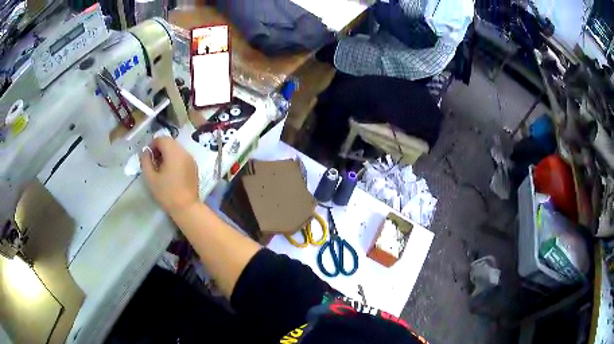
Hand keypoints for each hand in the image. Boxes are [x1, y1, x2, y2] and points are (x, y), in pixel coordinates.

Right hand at [140, 137, 198, 216]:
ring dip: (167, 153)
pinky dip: (175, 158)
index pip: (162, 138)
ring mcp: (191, 159)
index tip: (148, 156)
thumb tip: (145, 151)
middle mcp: (184, 152)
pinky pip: (182, 156)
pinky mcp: (194, 166)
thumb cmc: (166, 193)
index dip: (152, 144)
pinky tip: (170, 172)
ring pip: (176, 148)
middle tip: (153, 162)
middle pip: (170, 142)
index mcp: (174, 152)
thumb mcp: (150, 178)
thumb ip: (146, 161)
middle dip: (160, 148)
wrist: (186, 207)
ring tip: (161, 168)